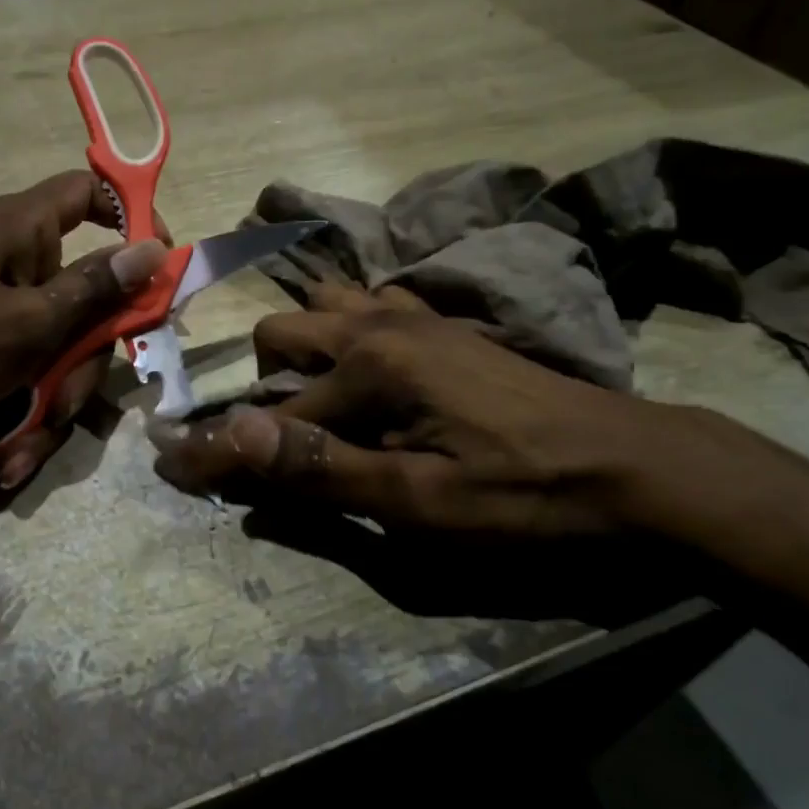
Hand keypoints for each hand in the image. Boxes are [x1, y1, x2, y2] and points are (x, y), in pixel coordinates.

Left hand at [0, 172, 167, 489]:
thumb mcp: (27, 324)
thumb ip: (95, 290)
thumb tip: (155, 248)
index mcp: (23, 230)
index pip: (91, 193)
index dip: (132, 218)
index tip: (159, 265)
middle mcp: (16, 262)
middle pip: (86, 295)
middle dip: (84, 359)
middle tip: (66, 400)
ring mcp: (0, 307)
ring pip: (60, 346)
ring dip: (52, 400)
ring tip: (24, 444)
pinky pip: (27, 369)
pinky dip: (24, 410)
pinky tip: (8, 456)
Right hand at [149, 285, 679, 537]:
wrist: (635, 465)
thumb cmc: (523, 494)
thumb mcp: (420, 503)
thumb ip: (322, 468)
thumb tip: (232, 435)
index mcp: (369, 365)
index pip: (267, 411)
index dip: (218, 447)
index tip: (173, 466)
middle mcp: (380, 324)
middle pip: (281, 332)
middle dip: (258, 383)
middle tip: (274, 439)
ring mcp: (415, 316)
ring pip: (324, 307)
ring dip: (301, 349)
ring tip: (311, 400)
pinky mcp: (443, 325)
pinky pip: (372, 306)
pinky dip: (346, 330)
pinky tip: (365, 370)